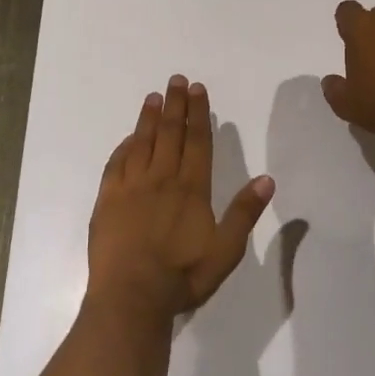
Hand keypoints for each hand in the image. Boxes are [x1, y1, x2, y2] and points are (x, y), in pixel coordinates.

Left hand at [88, 75, 274, 321]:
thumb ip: (244, 213)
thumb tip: (266, 179)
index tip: (197, 89)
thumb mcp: (226, 250)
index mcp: (191, 188)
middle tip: (176, 80)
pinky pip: (116, 164)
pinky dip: (124, 146)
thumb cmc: (182, 275)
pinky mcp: (108, 199)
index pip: (197, 141)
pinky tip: (128, 138)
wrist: (131, 296)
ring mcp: (131, 187)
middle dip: (175, 105)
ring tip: (154, 97)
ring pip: (142, 143)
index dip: (198, 113)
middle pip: (170, 134)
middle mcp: (162, 178)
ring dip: (149, 118)